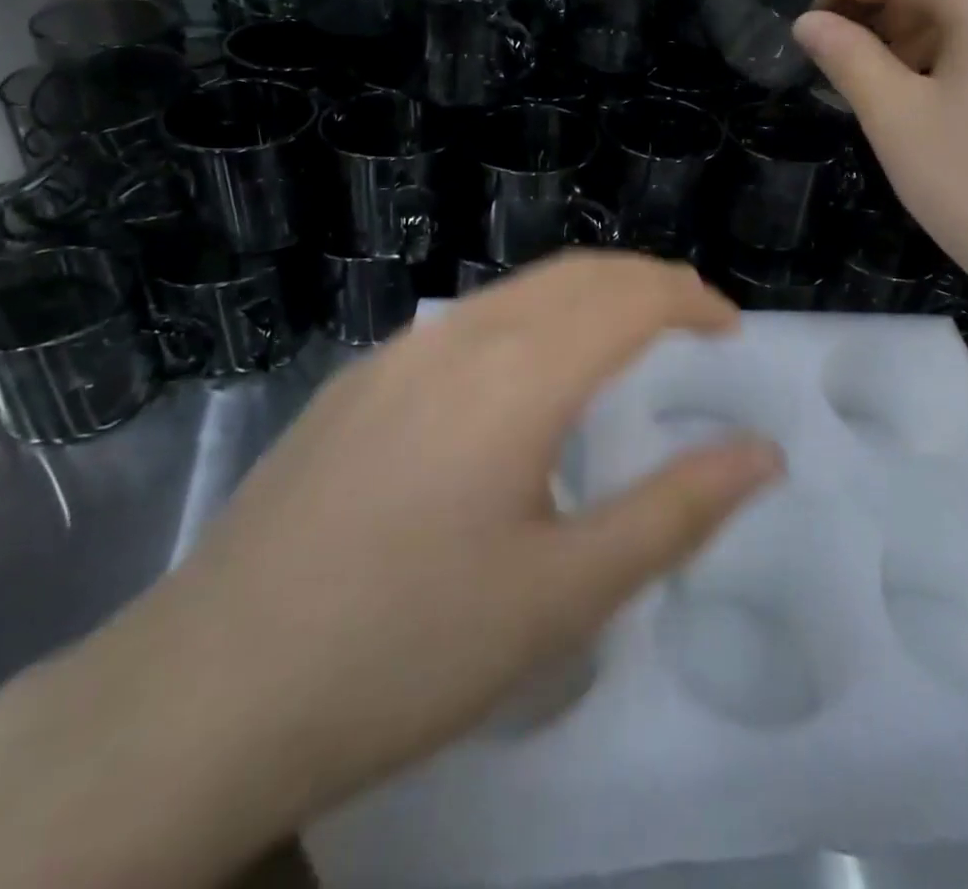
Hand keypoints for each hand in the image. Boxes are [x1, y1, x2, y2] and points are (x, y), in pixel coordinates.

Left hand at [158, 253, 781, 821]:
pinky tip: (525, 378)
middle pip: (577, 274)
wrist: (205, 694)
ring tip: (627, 339)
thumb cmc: (408, 648)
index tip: (730, 327)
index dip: (691, 299)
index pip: (629, 297)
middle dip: (648, 282)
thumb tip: (762, 453)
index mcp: (518, 375)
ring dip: (588, 296)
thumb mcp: (566, 594)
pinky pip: (469, 320)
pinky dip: (531, 319)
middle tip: (695, 320)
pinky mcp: (358, 381)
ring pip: (520, 290)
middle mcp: (459, 337)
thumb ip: (676, 510)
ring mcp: (398, 352)